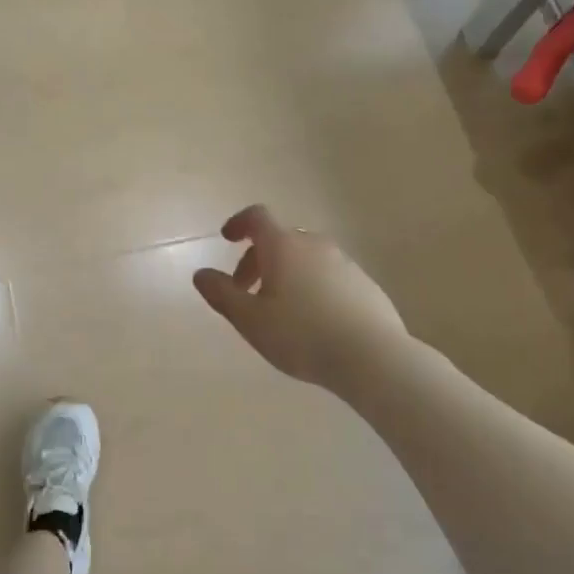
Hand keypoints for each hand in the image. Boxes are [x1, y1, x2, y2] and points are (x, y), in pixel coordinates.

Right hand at [193, 205, 406, 391]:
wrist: (372, 356)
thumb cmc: (301, 335)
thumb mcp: (250, 320)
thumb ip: (222, 294)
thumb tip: (201, 274)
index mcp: (283, 246)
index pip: (257, 217)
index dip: (238, 223)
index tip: (227, 239)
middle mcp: (315, 245)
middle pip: (279, 240)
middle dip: (257, 260)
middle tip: (246, 292)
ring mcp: (344, 262)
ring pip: (305, 258)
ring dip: (285, 274)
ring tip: (279, 311)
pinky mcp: (364, 283)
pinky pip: (328, 275)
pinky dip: (312, 286)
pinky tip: (313, 321)